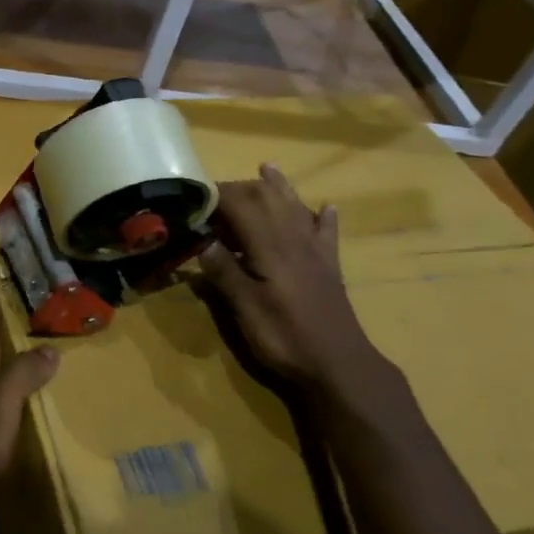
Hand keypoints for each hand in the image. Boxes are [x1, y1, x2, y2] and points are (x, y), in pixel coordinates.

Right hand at [200, 164, 387, 394]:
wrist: (339, 365)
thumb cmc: (285, 337)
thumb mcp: (245, 308)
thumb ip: (224, 272)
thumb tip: (203, 241)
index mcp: (269, 247)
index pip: (240, 206)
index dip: (216, 195)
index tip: (193, 194)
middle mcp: (294, 240)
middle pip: (269, 199)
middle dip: (243, 187)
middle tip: (216, 190)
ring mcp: (315, 252)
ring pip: (296, 208)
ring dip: (280, 187)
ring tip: (268, 168)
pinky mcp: (329, 268)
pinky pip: (327, 233)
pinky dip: (324, 217)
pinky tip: (327, 208)